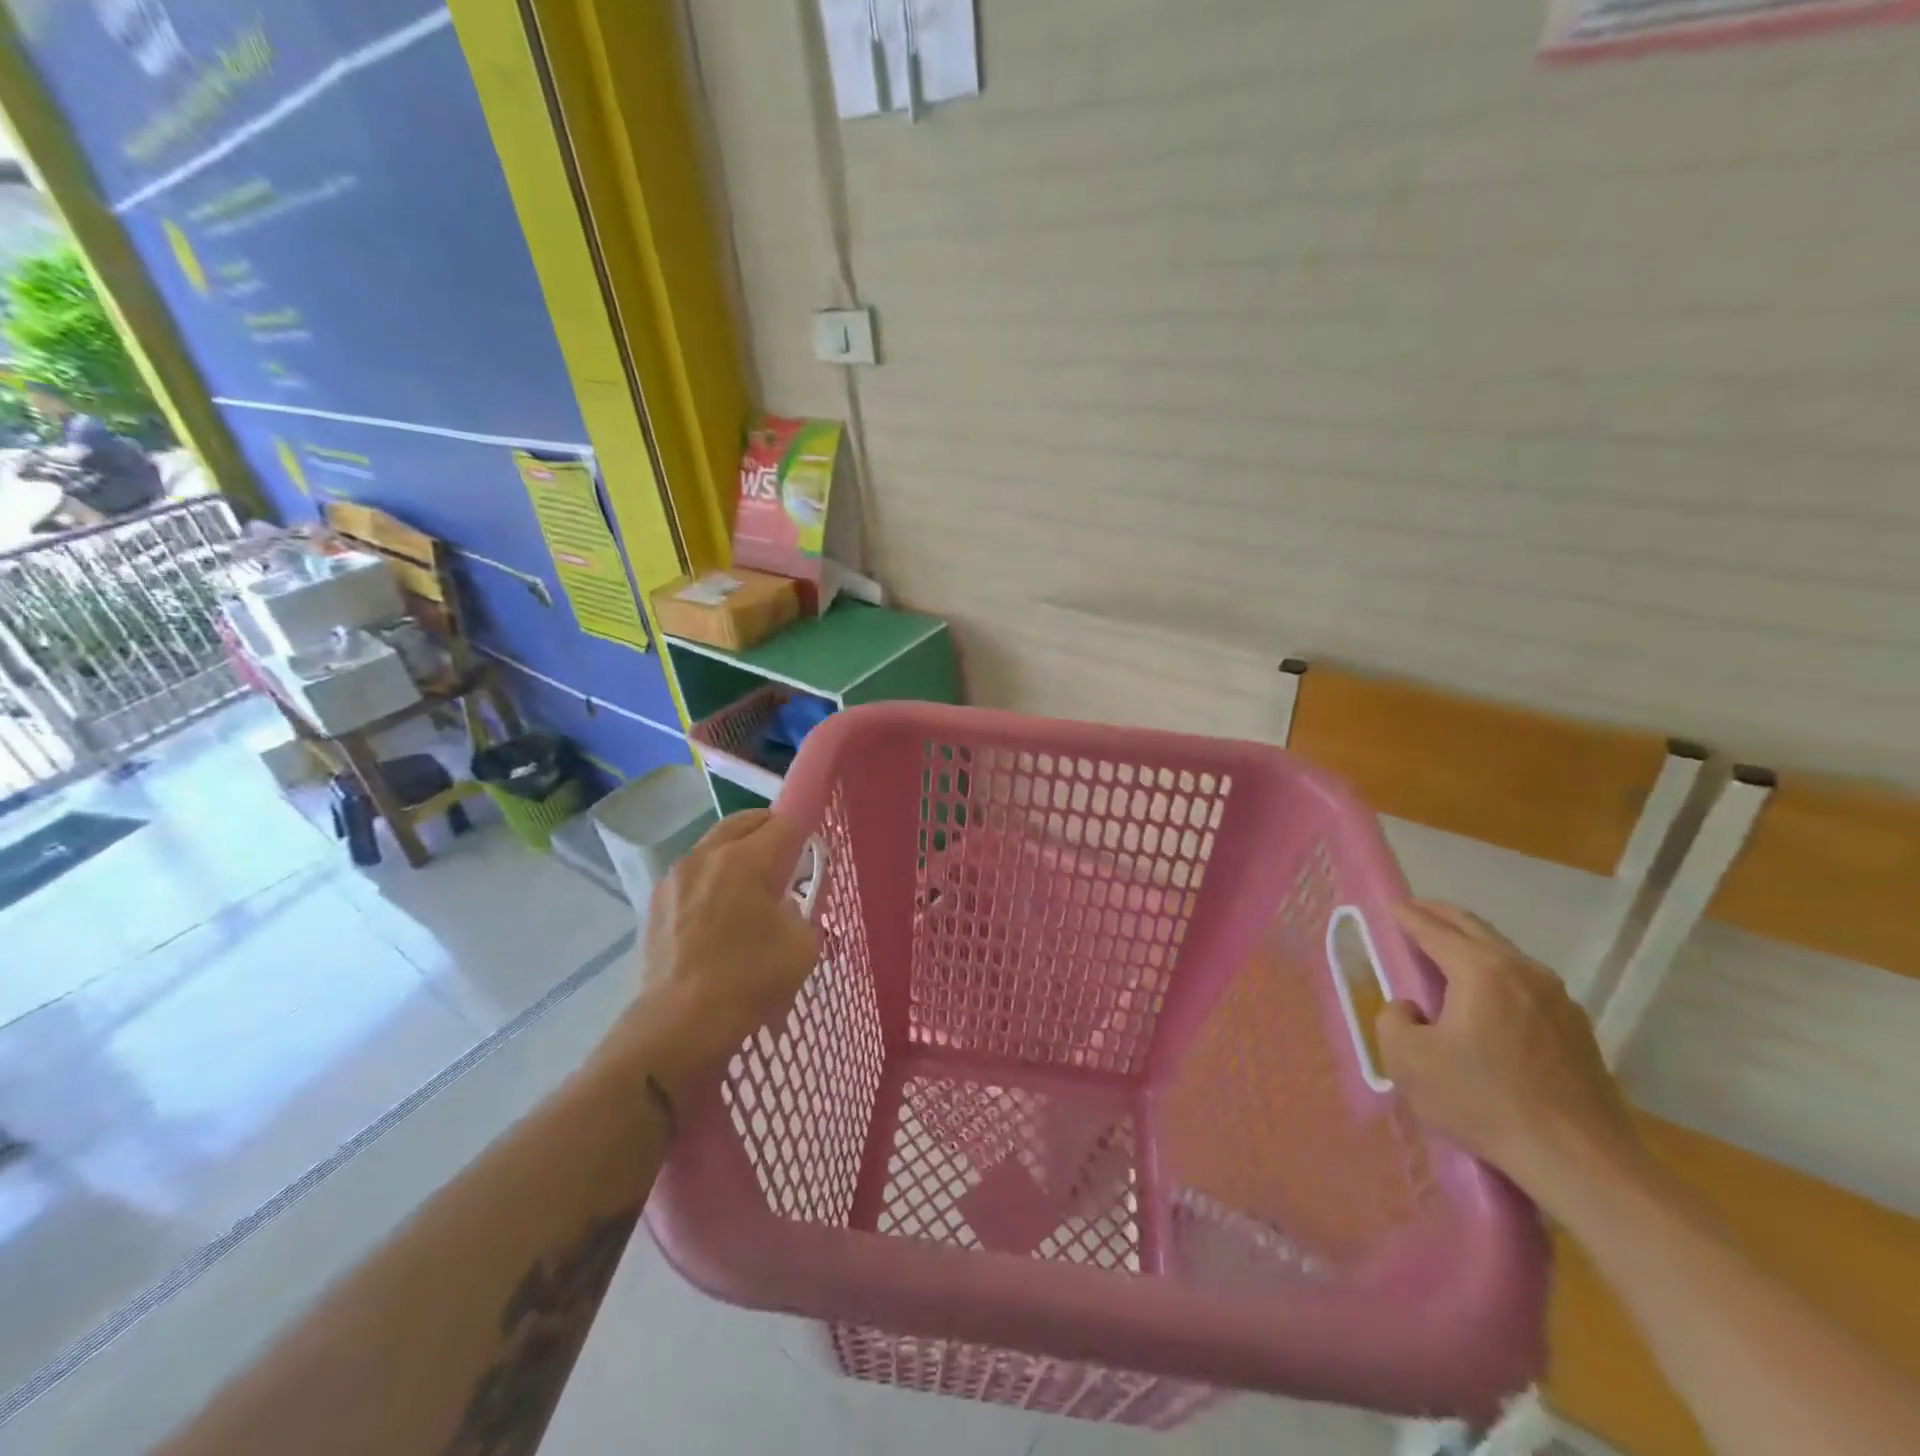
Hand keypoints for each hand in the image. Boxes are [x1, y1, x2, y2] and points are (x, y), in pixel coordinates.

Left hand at [607, 810, 819, 1093]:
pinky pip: (693, 873)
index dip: (805, 829)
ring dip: (738, 851)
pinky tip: (720, 911)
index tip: (813, 847)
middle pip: (743, 822)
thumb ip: (804, 909)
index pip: (785, 823)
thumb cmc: (749, 979)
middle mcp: (706, 855)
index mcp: (745, 859)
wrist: (679, 1025)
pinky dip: (712, 877)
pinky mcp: (656, 903)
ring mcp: (675, 877)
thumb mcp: (803, 944)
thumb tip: (789, 901)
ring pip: (714, 844)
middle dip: (769, 830)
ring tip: (752, 885)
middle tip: (787, 856)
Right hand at [1377, 900, 1649, 1201]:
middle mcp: (1523, 971)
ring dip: (1470, 945)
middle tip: (1413, 913)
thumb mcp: (1408, 1062)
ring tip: (1445, 954)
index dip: (1405, 915)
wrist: (1581, 1162)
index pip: (1432, 928)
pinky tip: (1486, 998)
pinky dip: (1496, 974)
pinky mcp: (1577, 1029)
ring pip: (1504, 953)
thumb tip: (1410, 1008)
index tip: (1388, 906)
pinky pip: (1525, 983)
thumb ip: (1392, 1021)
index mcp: (1481, 970)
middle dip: (1439, 916)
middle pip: (1474, 928)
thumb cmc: (1485, 1103)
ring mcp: (1558, 999)